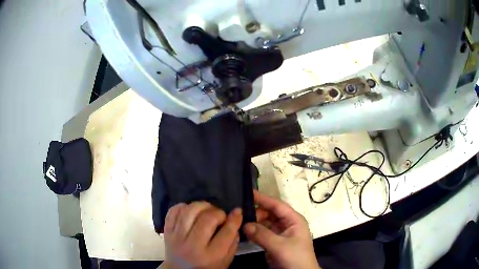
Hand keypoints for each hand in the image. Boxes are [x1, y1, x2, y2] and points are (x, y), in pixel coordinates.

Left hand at [162, 202, 242, 268]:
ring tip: (207, 210)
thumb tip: (235, 217)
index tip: (237, 212)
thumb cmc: (206, 266)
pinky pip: (174, 211)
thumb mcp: (225, 260)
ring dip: (202, 206)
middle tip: (220, 216)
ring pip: (189, 211)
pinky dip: (184, 206)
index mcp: (211, 255)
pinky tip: (191, 210)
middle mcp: (193, 245)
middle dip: (218, 212)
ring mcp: (177, 237)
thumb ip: (233, 242)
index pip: (227, 232)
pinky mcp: (167, 230)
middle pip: (207, 219)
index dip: (235, 219)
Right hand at [243, 190, 320, 268]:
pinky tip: (243, 231)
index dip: (263, 198)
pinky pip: (262, 233)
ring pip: (264, 223)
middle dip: (256, 212)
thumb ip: (263, 235)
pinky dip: (253, 232)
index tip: (248, 192)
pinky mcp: (274, 243)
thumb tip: (245, 224)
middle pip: (269, 213)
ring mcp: (280, 234)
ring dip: (253, 222)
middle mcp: (287, 224)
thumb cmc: (295, 257)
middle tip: (239, 213)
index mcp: (293, 220)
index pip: (277, 205)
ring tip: (238, 220)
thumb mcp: (280, 246)